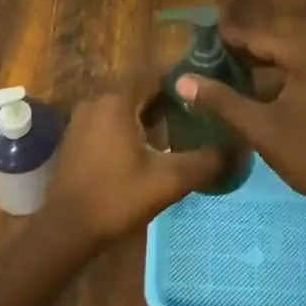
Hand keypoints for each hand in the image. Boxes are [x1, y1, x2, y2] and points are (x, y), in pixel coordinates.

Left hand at [42, 88, 227, 247]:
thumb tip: (239, 148)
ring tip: (178, 133)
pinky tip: (147, 150)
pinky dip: (129, 129)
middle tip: (198, 115)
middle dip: (168, 101)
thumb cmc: (118, 197)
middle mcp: (97, 102)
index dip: (181, 81)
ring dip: (148, 117)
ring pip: (124, 109)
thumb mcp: (169, 180)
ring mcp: (81, 121)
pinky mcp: (74, 140)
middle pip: (139, 92)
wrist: (67, 229)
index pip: (155, 75)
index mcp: (118, 102)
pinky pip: (108, 123)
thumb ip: (206, 161)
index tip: (205, 89)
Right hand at [175, 28, 305, 209]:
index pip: (258, 39)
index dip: (227, 40)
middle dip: (240, 54)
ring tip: (222, 74)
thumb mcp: (260, 127)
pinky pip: (300, 73)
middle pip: (273, 47)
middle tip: (205, 59)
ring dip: (258, 68)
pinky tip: (252, 92)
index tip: (197, 41)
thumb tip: (183, 81)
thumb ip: (221, 100)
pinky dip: (277, 80)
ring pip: (286, 61)